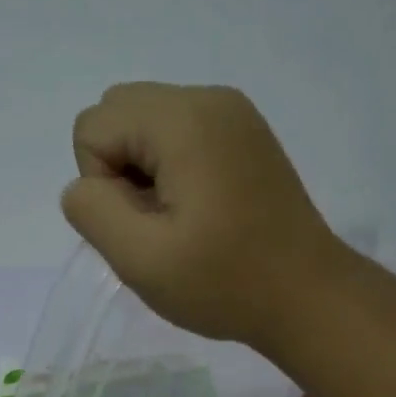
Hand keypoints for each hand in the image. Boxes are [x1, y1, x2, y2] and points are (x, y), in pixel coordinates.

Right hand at [59, 82, 345, 345]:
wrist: (308, 297)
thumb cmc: (225, 283)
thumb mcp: (141, 259)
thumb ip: (92, 210)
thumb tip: (87, 185)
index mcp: (183, 119)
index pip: (93, 127)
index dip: (102, 183)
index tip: (144, 223)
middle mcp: (208, 99)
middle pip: (118, 113)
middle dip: (119, 168)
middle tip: (159, 220)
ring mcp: (233, 114)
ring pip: (146, 124)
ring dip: (144, 170)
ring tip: (181, 218)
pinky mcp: (246, 135)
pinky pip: (179, 135)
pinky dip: (172, 168)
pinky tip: (201, 210)